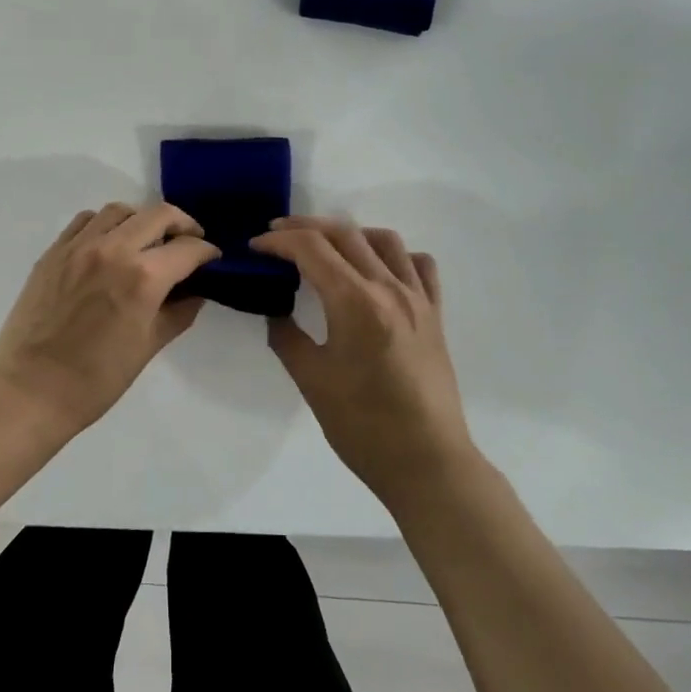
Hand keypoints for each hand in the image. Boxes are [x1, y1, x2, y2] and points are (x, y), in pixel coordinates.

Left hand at [0, 202, 221, 434]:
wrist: (29, 391)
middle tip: (188, 242)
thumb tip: (196, 292)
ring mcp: (78, 246)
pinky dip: (105, 225)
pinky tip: (108, 245)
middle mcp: (113, 249)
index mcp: (142, 277)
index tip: (212, 259)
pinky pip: (85, 221)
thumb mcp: (148, 347)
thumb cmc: (96, 380)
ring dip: (142, 220)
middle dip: (182, 225)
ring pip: (120, 211)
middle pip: (158, 215)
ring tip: (146, 241)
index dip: (207, 252)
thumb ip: (178, 312)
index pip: (187, 248)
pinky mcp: (53, 252)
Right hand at [251, 216, 476, 500]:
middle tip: (277, 236)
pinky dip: (394, 255)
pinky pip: (419, 265)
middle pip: (344, 233)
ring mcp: (417, 299)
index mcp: (355, 302)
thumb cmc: (363, 426)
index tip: (255, 247)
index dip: (278, 241)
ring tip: (326, 248)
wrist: (427, 463)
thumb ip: (287, 337)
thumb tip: (275, 311)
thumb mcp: (311, 381)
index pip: (311, 248)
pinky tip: (377, 271)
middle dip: (305, 227)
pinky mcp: (435, 315)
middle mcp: (389, 288)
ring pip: (384, 240)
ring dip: (350, 234)